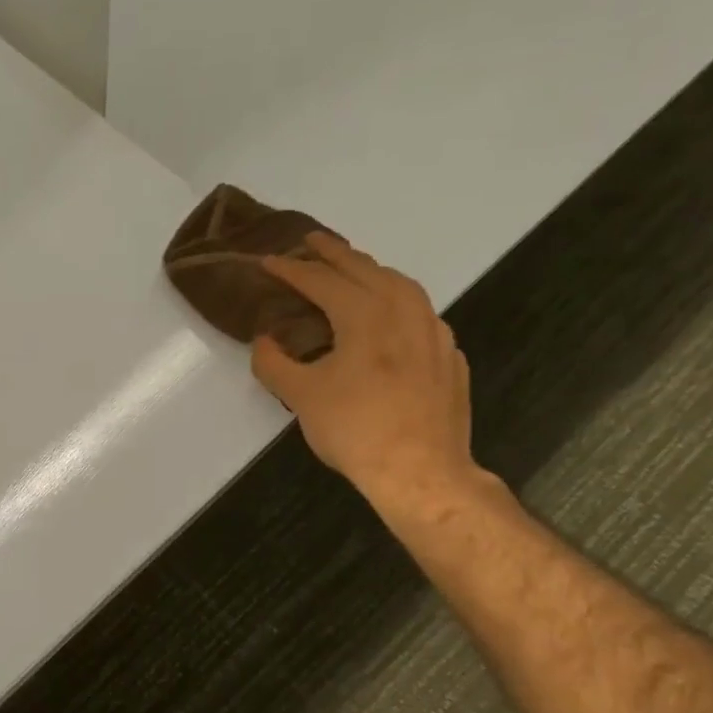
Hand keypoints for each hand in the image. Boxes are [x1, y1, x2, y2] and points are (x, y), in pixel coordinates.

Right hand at [250, 234, 479, 516]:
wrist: (421, 471)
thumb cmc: (355, 429)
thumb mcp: (301, 397)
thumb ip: (274, 363)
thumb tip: (263, 341)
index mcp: (365, 314)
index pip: (321, 281)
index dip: (291, 269)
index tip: (268, 260)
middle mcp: (404, 311)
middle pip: (365, 269)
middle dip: (334, 253)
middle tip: (312, 241)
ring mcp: (433, 332)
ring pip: (401, 286)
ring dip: (371, 272)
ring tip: (354, 271)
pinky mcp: (448, 357)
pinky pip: (420, 313)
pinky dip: (398, 302)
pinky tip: (391, 319)